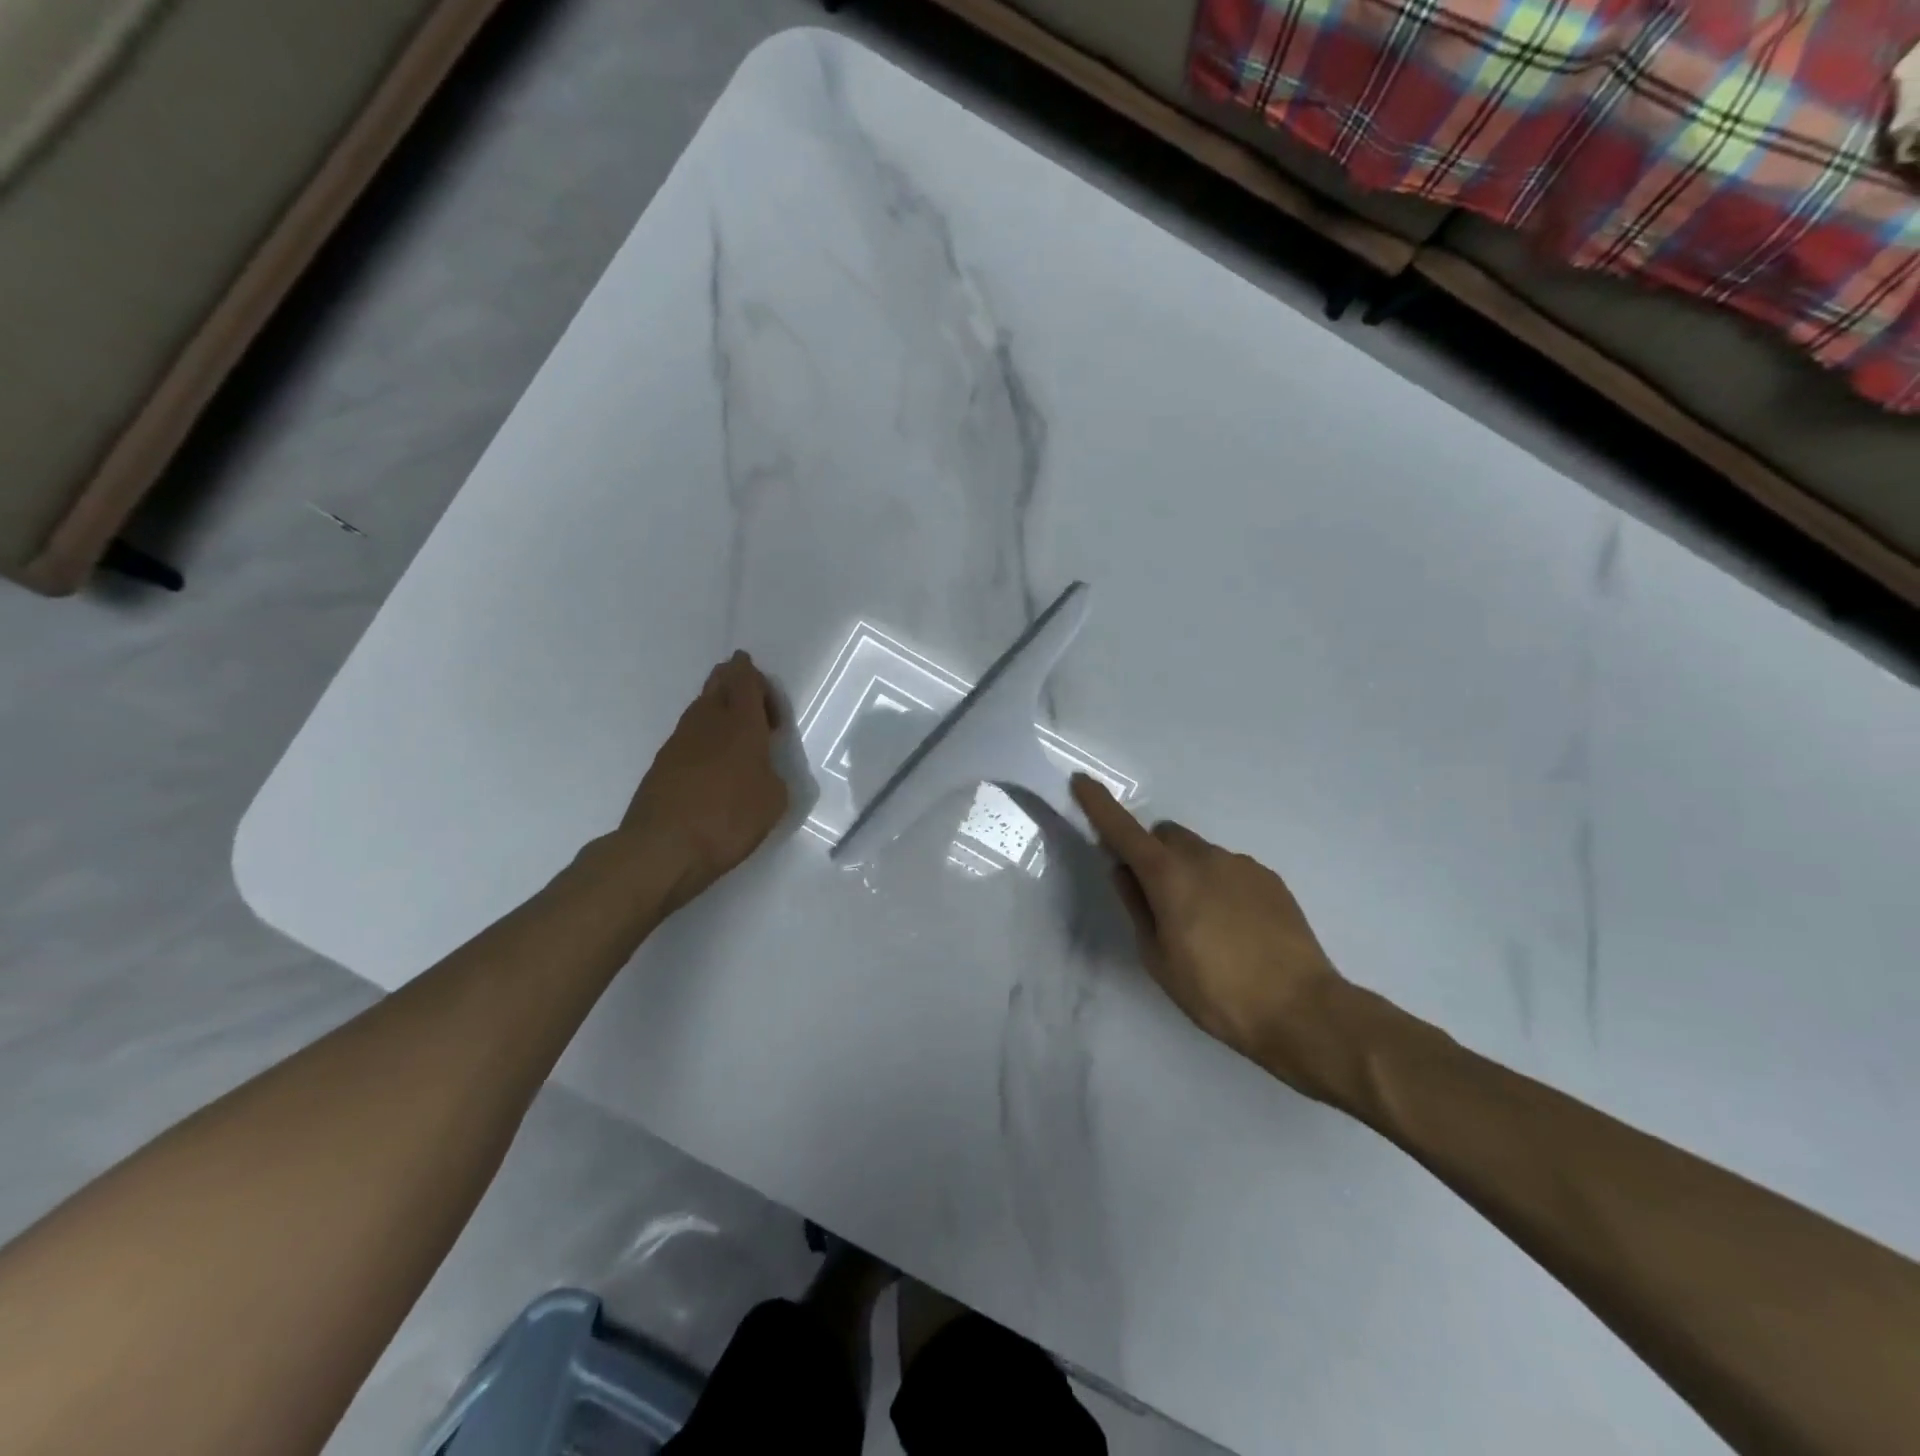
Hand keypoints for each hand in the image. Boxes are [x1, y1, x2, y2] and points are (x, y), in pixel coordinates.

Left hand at [619, 652, 789, 913]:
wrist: (663, 848)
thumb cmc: (728, 819)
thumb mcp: (774, 801)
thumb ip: (773, 775)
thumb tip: (762, 771)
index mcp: (741, 724)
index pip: (745, 680)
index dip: (752, 674)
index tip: (759, 680)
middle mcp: (708, 722)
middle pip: (717, 685)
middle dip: (732, 679)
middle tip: (745, 688)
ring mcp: (679, 741)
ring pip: (700, 708)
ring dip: (717, 708)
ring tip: (733, 725)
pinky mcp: (662, 764)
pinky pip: (688, 735)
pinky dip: (703, 735)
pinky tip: (712, 758)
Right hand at [1073, 775, 1345, 1088]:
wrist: (1302, 1010)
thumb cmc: (1217, 992)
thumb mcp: (1159, 959)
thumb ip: (1137, 907)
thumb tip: (1124, 871)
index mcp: (1170, 876)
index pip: (1124, 831)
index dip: (1099, 805)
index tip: (1081, 781)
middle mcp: (1205, 858)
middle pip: (1166, 836)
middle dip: (1153, 854)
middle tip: (1157, 898)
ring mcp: (1242, 865)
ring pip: (1200, 853)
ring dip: (1189, 872)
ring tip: (1204, 925)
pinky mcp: (1270, 879)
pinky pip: (1230, 869)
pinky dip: (1220, 885)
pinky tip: (1235, 928)